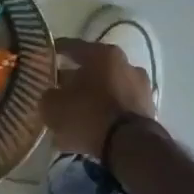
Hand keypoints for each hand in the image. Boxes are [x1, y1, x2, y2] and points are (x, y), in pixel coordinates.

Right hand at [42, 38, 157, 156]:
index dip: (56, 51)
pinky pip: (120, 107)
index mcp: (102, 54)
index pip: (72, 46)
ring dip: (94, 96)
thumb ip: (49, 96)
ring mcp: (141, 87)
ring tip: (78, 111)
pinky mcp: (149, 110)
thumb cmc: (88, 115)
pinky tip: (94, 125)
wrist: (130, 146)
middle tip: (59, 88)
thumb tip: (51, 96)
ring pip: (109, 87)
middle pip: (94, 68)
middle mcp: (125, 64)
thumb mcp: (54, 106)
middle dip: (77, 77)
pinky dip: (107, 112)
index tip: (45, 56)